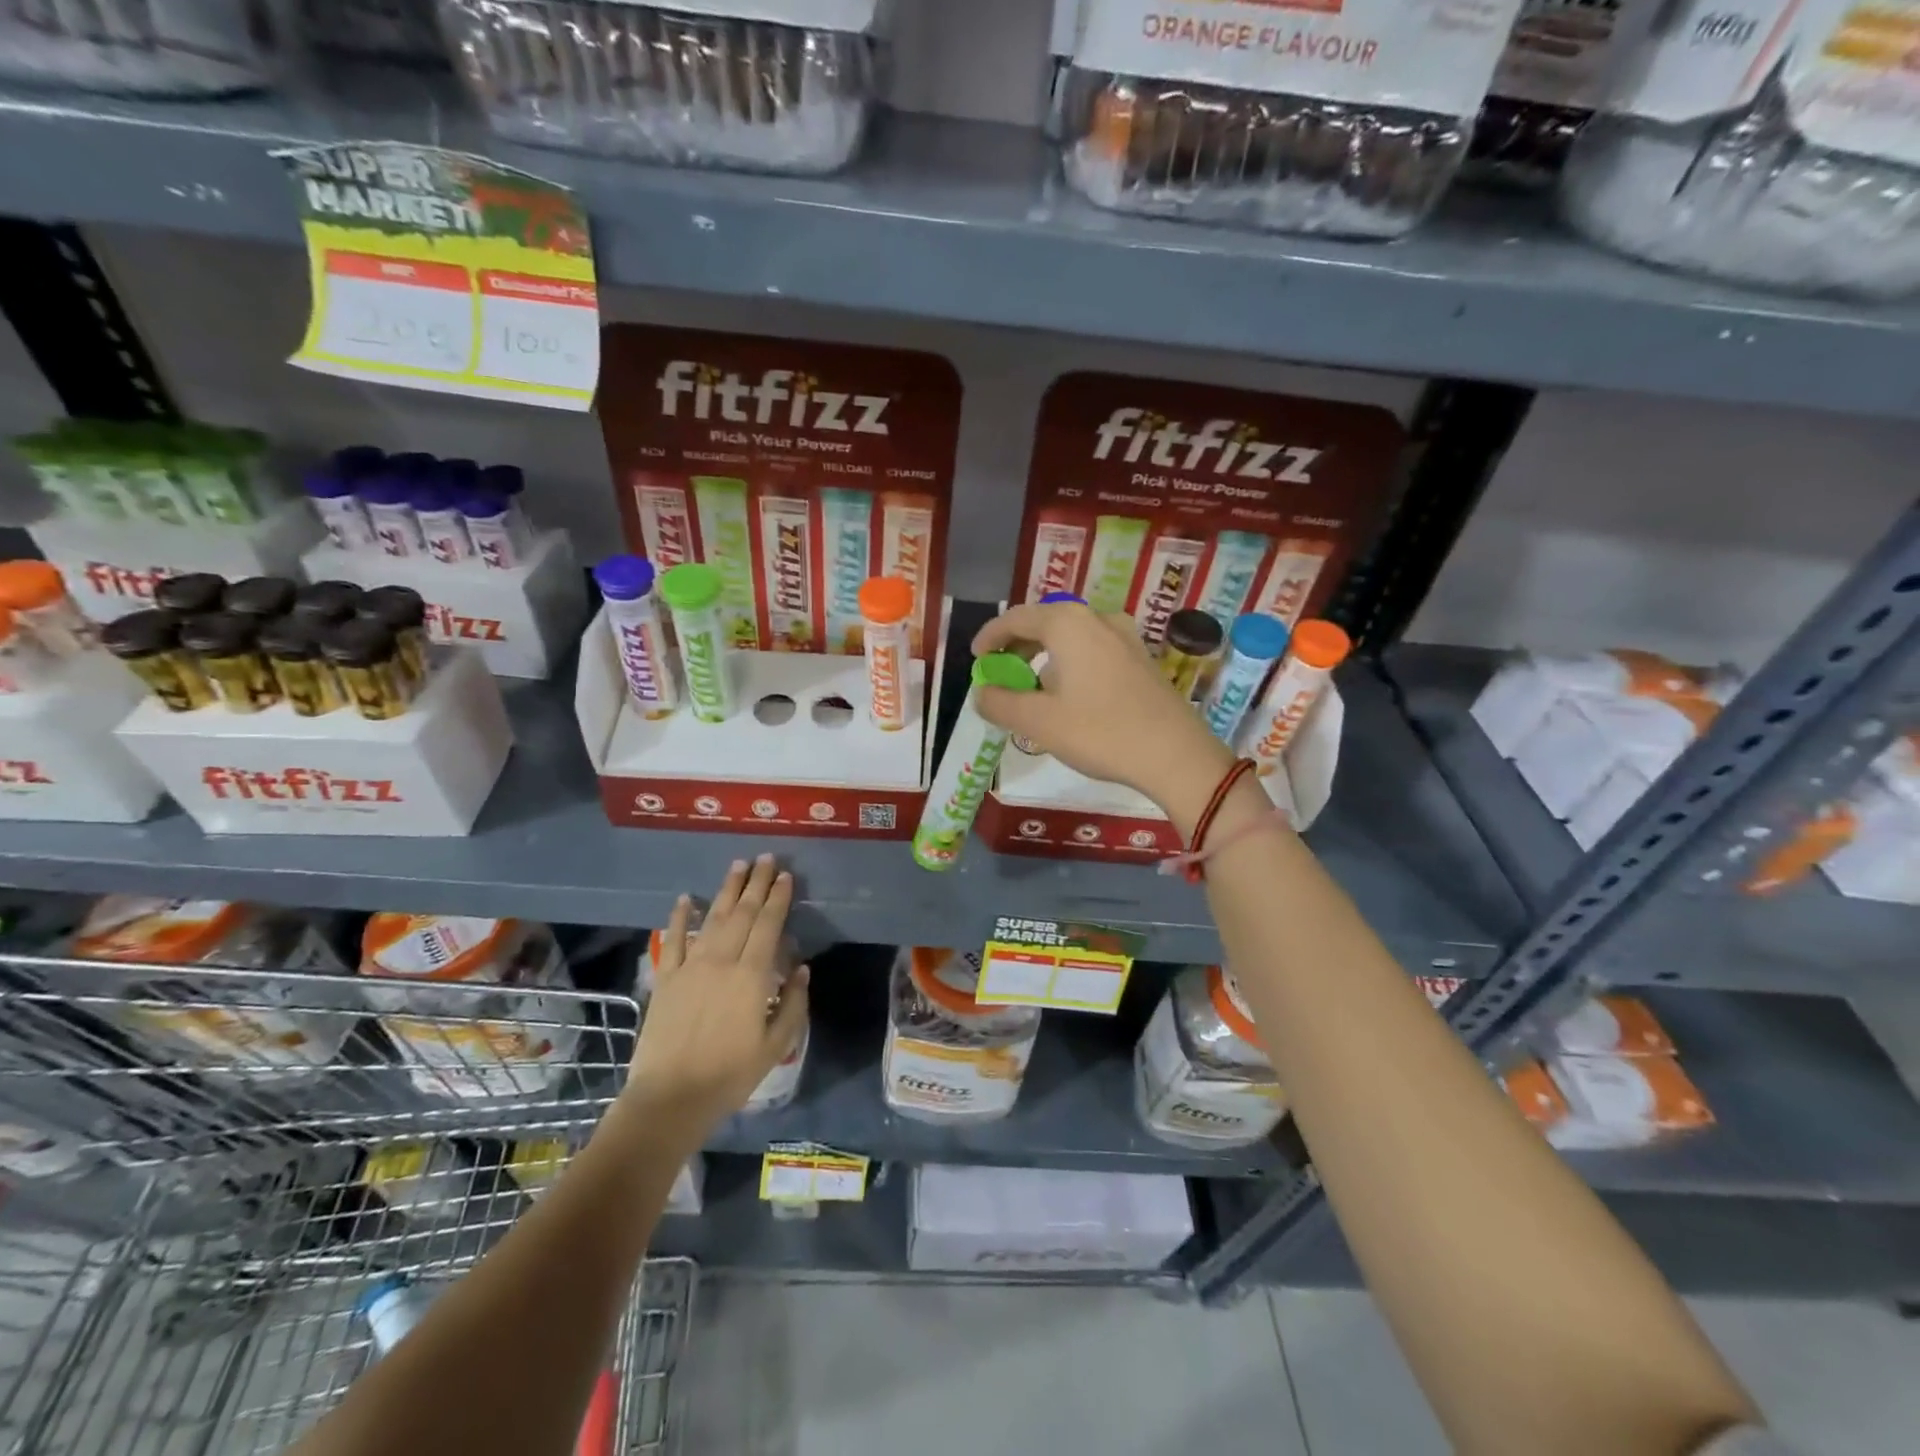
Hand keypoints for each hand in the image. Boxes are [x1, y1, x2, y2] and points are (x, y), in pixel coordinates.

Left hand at [626, 855, 809, 1126]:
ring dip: (726, 890)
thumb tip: (802, 969)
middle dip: (756, 883)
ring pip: (713, 919)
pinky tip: (687, 898)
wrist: (671, 1097)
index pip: (768, 925)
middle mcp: (722, 961)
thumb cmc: (730, 1074)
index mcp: (751, 975)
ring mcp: (691, 967)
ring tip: (738, 866)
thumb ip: (793, 1004)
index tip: (785, 876)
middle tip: (765, 858)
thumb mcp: (776, 1045)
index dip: (778, 898)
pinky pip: (674, 940)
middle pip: (742, 913)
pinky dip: (680, 917)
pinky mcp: (667, 979)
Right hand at [971, 603, 1234, 827]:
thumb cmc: (1100, 733)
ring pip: (1071, 636)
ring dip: (1044, 654)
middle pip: (1045, 622)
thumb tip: (982, 693)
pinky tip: (1068, 693)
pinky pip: (1093, 649)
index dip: (990, 636)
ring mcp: (1125, 636)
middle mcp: (1098, 619)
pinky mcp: (1142, 658)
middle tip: (1000, 672)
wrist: (1175, 755)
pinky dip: (1070, 662)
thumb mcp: (1038, 722)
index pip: (1016, 618)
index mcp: (1068, 624)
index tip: (976, 658)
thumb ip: (1000, 703)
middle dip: (1017, 645)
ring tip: (1031, 686)